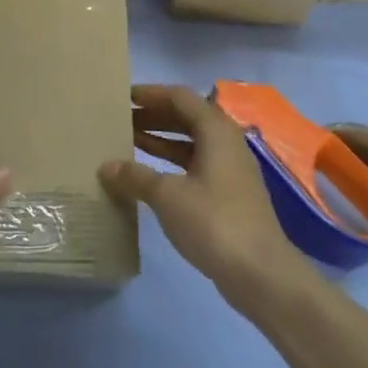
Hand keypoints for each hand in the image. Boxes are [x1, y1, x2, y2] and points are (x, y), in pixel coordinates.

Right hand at [100, 85, 301, 303]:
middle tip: (121, 119)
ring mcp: (230, 170)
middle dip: (154, 116)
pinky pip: (195, 165)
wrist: (260, 273)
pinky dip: (171, 164)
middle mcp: (227, 143)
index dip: (151, 94)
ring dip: (161, 140)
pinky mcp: (229, 195)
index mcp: (216, 131)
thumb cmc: (213, 222)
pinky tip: (149, 176)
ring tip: (128, 142)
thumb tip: (107, 166)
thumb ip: (135, 176)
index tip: (123, 97)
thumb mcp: (167, 196)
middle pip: (187, 117)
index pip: (180, 97)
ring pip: (191, 143)